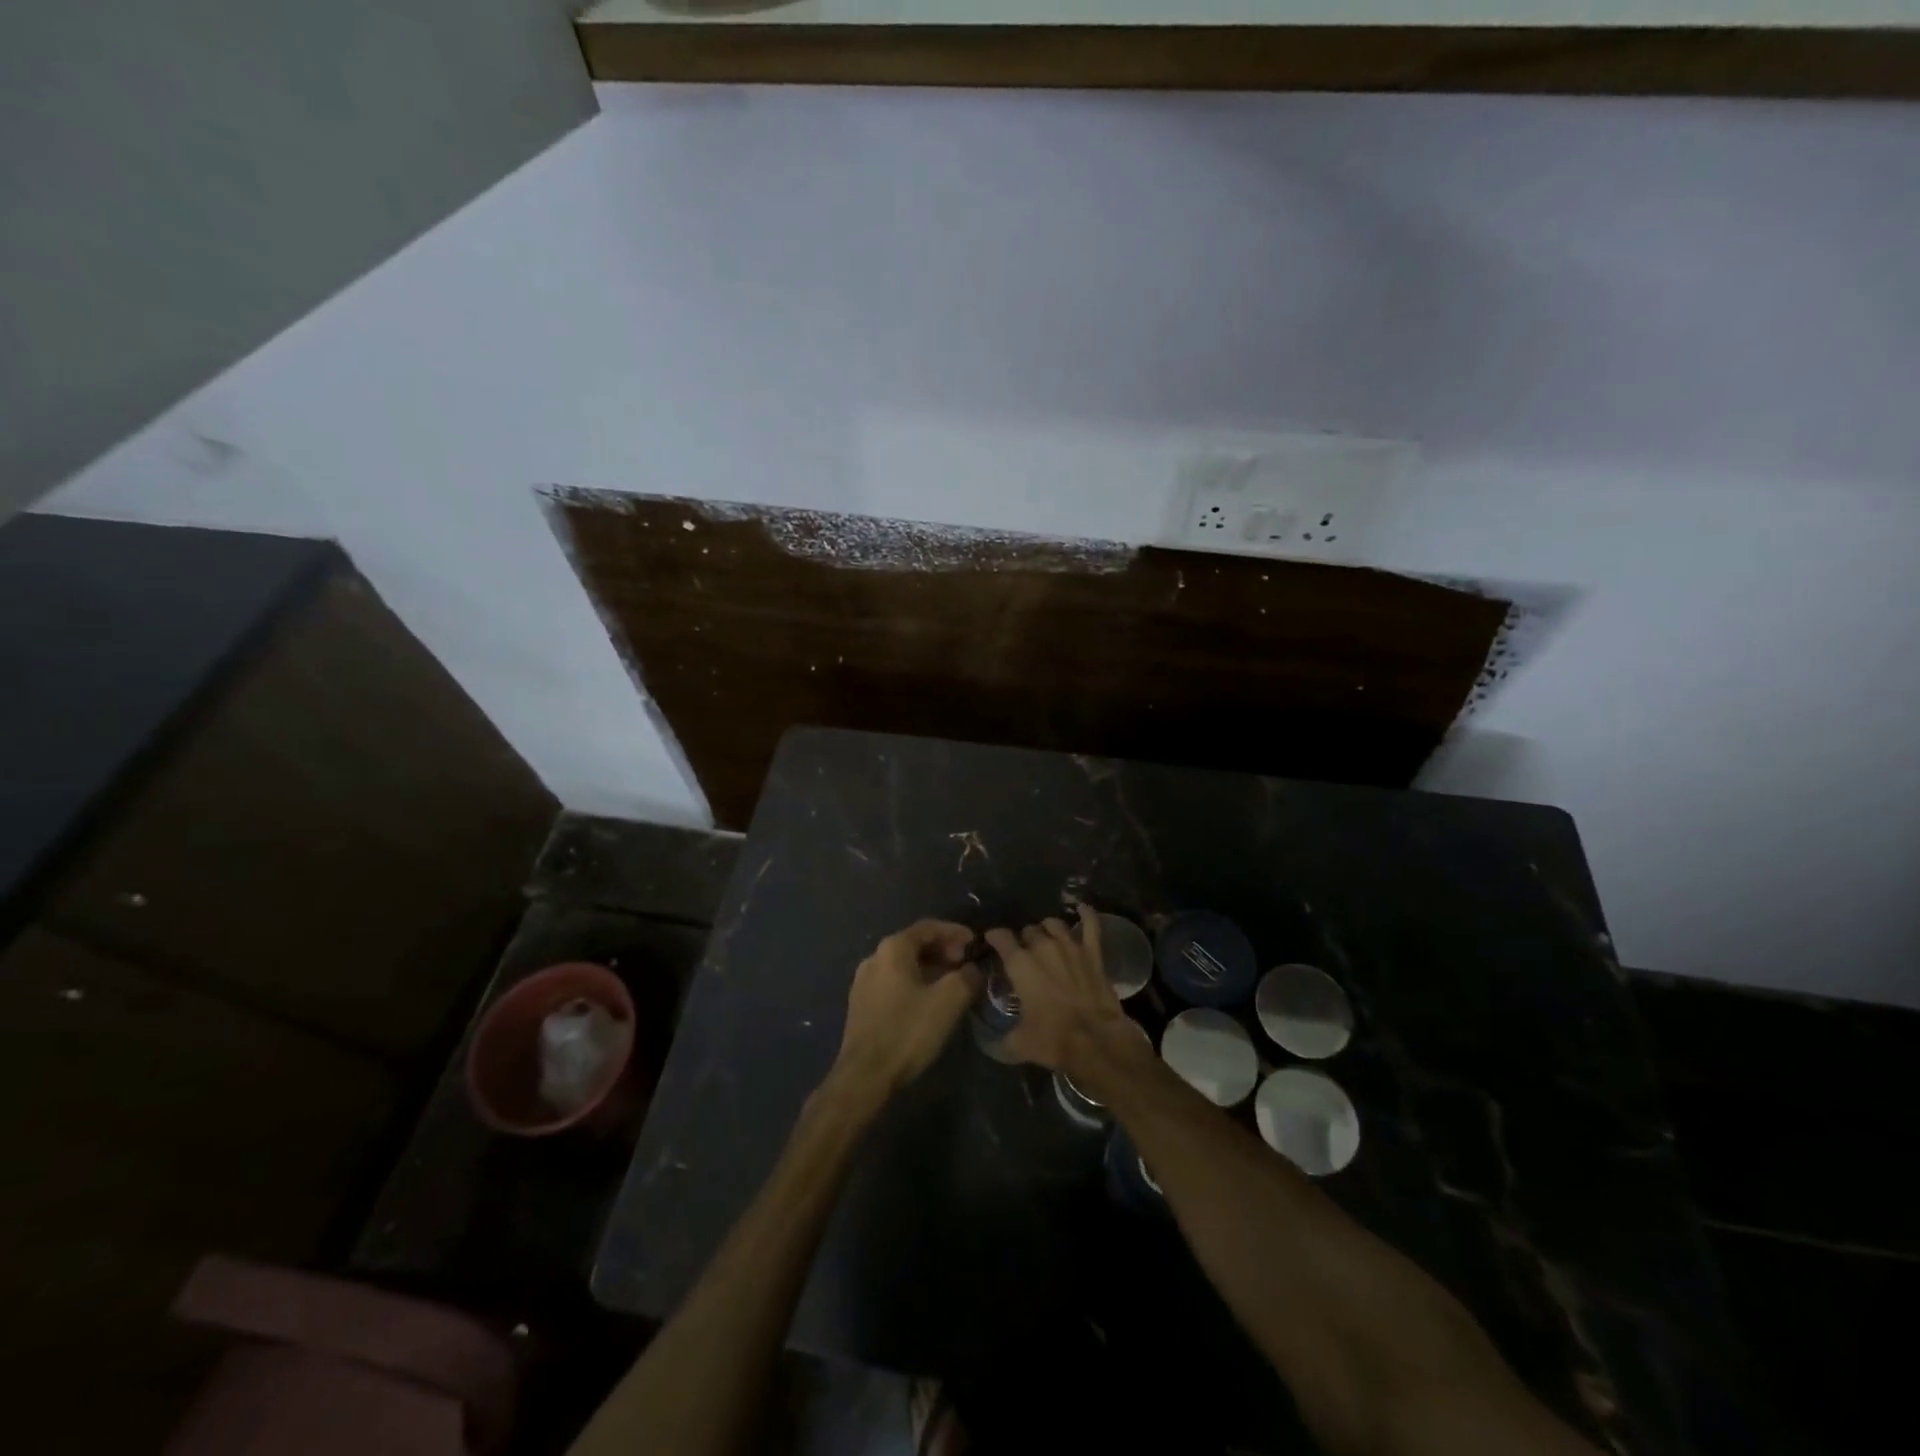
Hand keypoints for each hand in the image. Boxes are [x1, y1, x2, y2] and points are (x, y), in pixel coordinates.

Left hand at [833, 919, 979, 1096]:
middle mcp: (874, 958)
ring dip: (930, 968)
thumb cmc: (907, 1031)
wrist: (865, 1075)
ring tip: (952, 983)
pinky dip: (915, 983)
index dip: (955, 932)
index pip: (928, 927)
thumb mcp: (948, 1001)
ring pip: (904, 965)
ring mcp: (864, 982)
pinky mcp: (861, 1005)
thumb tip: (973, 969)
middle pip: (914, 944)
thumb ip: (966, 977)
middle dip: (943, 950)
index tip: (974, 944)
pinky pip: (894, 983)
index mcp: (893, 949)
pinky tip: (929, 1001)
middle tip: (965, 964)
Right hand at [985, 906, 1146, 1088]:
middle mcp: (1042, 946)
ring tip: (1047, 939)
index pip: (1000, 937)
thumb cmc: (1053, 1039)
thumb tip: (992, 1043)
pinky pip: (1090, 925)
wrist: (1096, 1040)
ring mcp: (1070, 945)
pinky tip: (1082, 908)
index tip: (992, 942)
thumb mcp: (1019, 1044)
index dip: (995, 938)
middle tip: (1025, 956)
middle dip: (1025, 940)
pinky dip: (1087, 914)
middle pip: (1029, 931)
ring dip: (1048, 930)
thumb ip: (1002, 1039)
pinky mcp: (1093, 952)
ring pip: (1054, 924)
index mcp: (1019, 963)